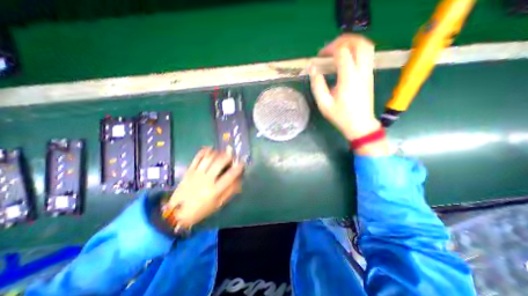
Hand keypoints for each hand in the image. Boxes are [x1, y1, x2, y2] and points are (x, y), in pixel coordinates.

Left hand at [162, 148, 244, 230]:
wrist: (177, 212)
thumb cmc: (201, 209)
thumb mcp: (218, 204)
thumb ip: (230, 191)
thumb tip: (239, 179)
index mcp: (215, 190)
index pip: (230, 175)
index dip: (238, 167)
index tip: (242, 163)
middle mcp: (206, 179)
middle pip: (219, 163)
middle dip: (228, 156)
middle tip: (231, 154)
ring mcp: (196, 174)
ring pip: (209, 158)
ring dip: (217, 153)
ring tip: (222, 152)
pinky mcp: (189, 171)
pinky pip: (197, 158)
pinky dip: (204, 151)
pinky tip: (210, 149)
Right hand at [308, 34, 381, 141]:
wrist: (360, 124)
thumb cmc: (340, 116)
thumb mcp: (324, 104)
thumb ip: (317, 85)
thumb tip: (313, 69)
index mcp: (348, 79)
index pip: (342, 53)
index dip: (330, 49)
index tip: (320, 57)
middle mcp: (361, 71)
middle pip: (358, 43)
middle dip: (342, 40)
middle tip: (329, 49)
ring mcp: (368, 72)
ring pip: (366, 46)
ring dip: (352, 43)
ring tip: (337, 50)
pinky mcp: (370, 75)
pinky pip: (367, 54)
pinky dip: (357, 50)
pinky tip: (346, 58)